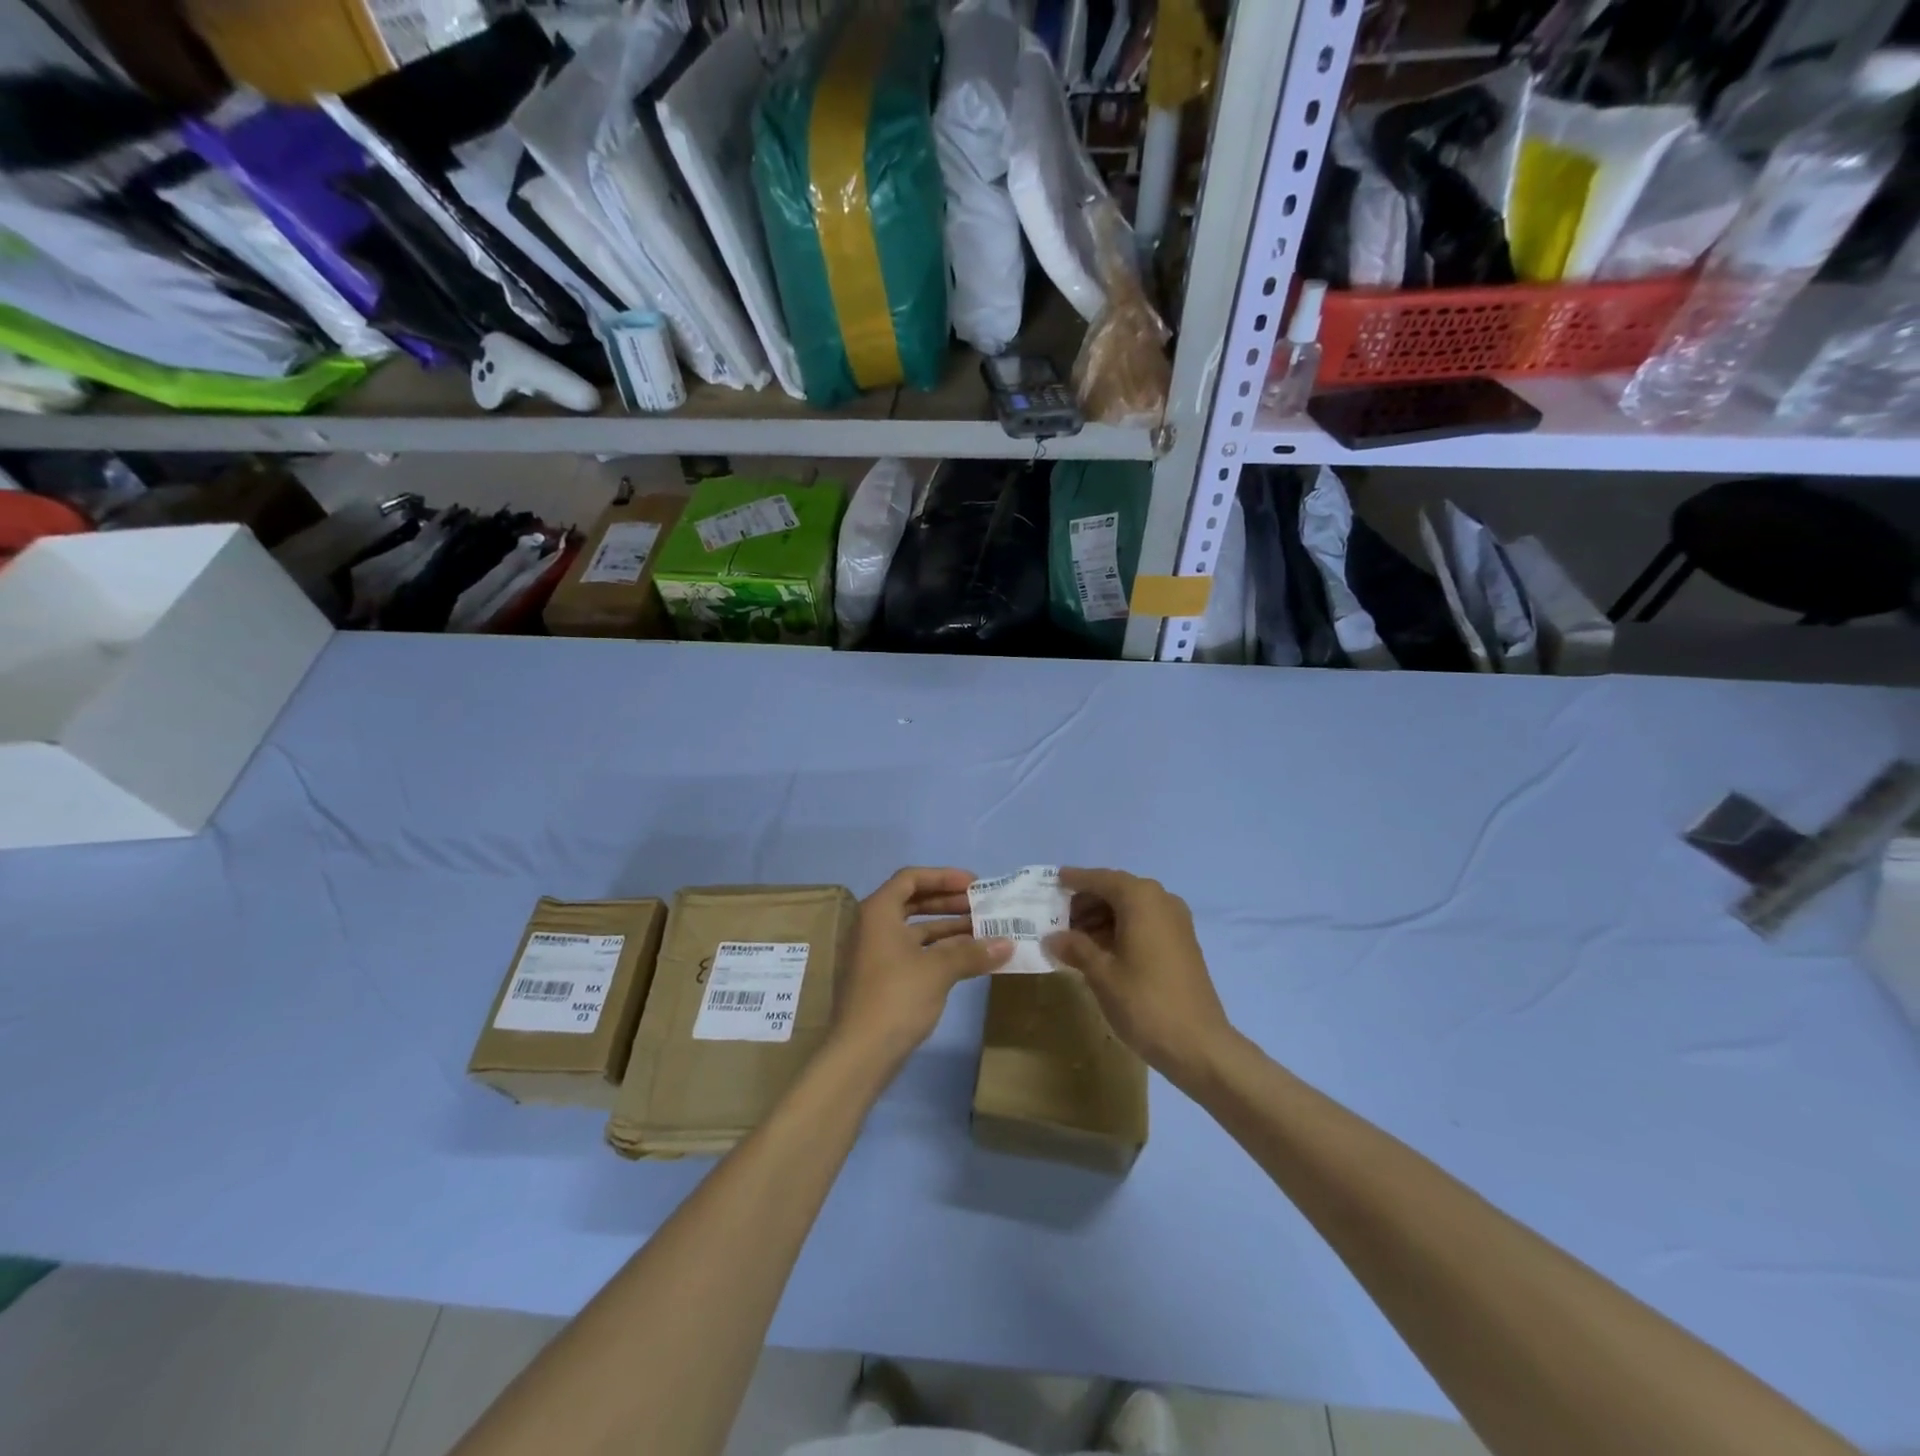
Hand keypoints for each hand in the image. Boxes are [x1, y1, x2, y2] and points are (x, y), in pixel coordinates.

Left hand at [831, 867, 1011, 1063]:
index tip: (974, 884)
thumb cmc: (896, 997)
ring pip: (916, 929)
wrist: (860, 1054)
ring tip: (984, 931)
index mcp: (879, 912)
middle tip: (982, 907)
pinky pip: (915, 951)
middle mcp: (874, 926)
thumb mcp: (938, 970)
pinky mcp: (883, 978)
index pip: (911, 878)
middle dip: (949, 902)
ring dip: (948, 928)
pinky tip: (968, 958)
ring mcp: (877, 953)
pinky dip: (940, 950)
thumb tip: (1008, 944)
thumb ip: (973, 952)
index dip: (944, 876)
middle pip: (914, 901)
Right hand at [1044, 868, 1232, 1087]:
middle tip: (1059, 918)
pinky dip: (1122, 927)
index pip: (1101, 879)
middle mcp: (1161, 900)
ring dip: (1104, 916)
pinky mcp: (1183, 942)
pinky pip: (1146, 921)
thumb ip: (1075, 948)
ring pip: (1132, 906)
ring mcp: (1176, 921)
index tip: (1054, 880)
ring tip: (1075, 938)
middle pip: (1117, 889)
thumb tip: (1052, 937)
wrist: (1198, 1044)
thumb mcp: (1101, 974)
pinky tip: (1102, 949)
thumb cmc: (1144, 1002)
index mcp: (1141, 899)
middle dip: (1088, 901)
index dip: (1076, 880)